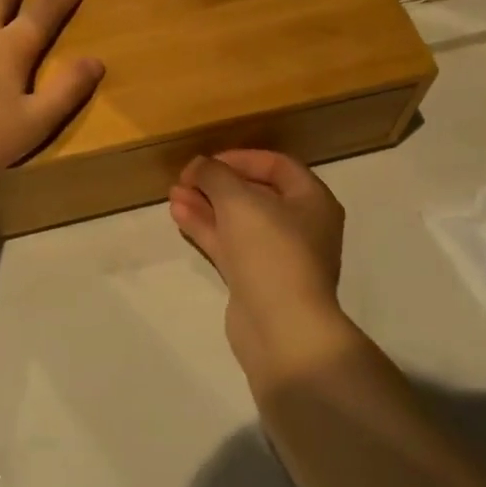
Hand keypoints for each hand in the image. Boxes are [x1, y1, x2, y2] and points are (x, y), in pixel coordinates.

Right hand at [169, 151, 355, 385]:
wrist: (281, 328)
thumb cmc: (270, 251)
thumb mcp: (238, 200)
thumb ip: (214, 174)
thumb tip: (199, 165)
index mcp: (312, 201)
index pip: (277, 165)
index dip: (240, 158)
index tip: (207, 161)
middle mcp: (300, 226)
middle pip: (255, 193)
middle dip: (217, 183)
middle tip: (185, 178)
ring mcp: (278, 256)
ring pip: (238, 221)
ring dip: (206, 205)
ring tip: (173, 194)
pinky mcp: (256, 280)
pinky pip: (230, 245)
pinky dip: (206, 228)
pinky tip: (179, 215)